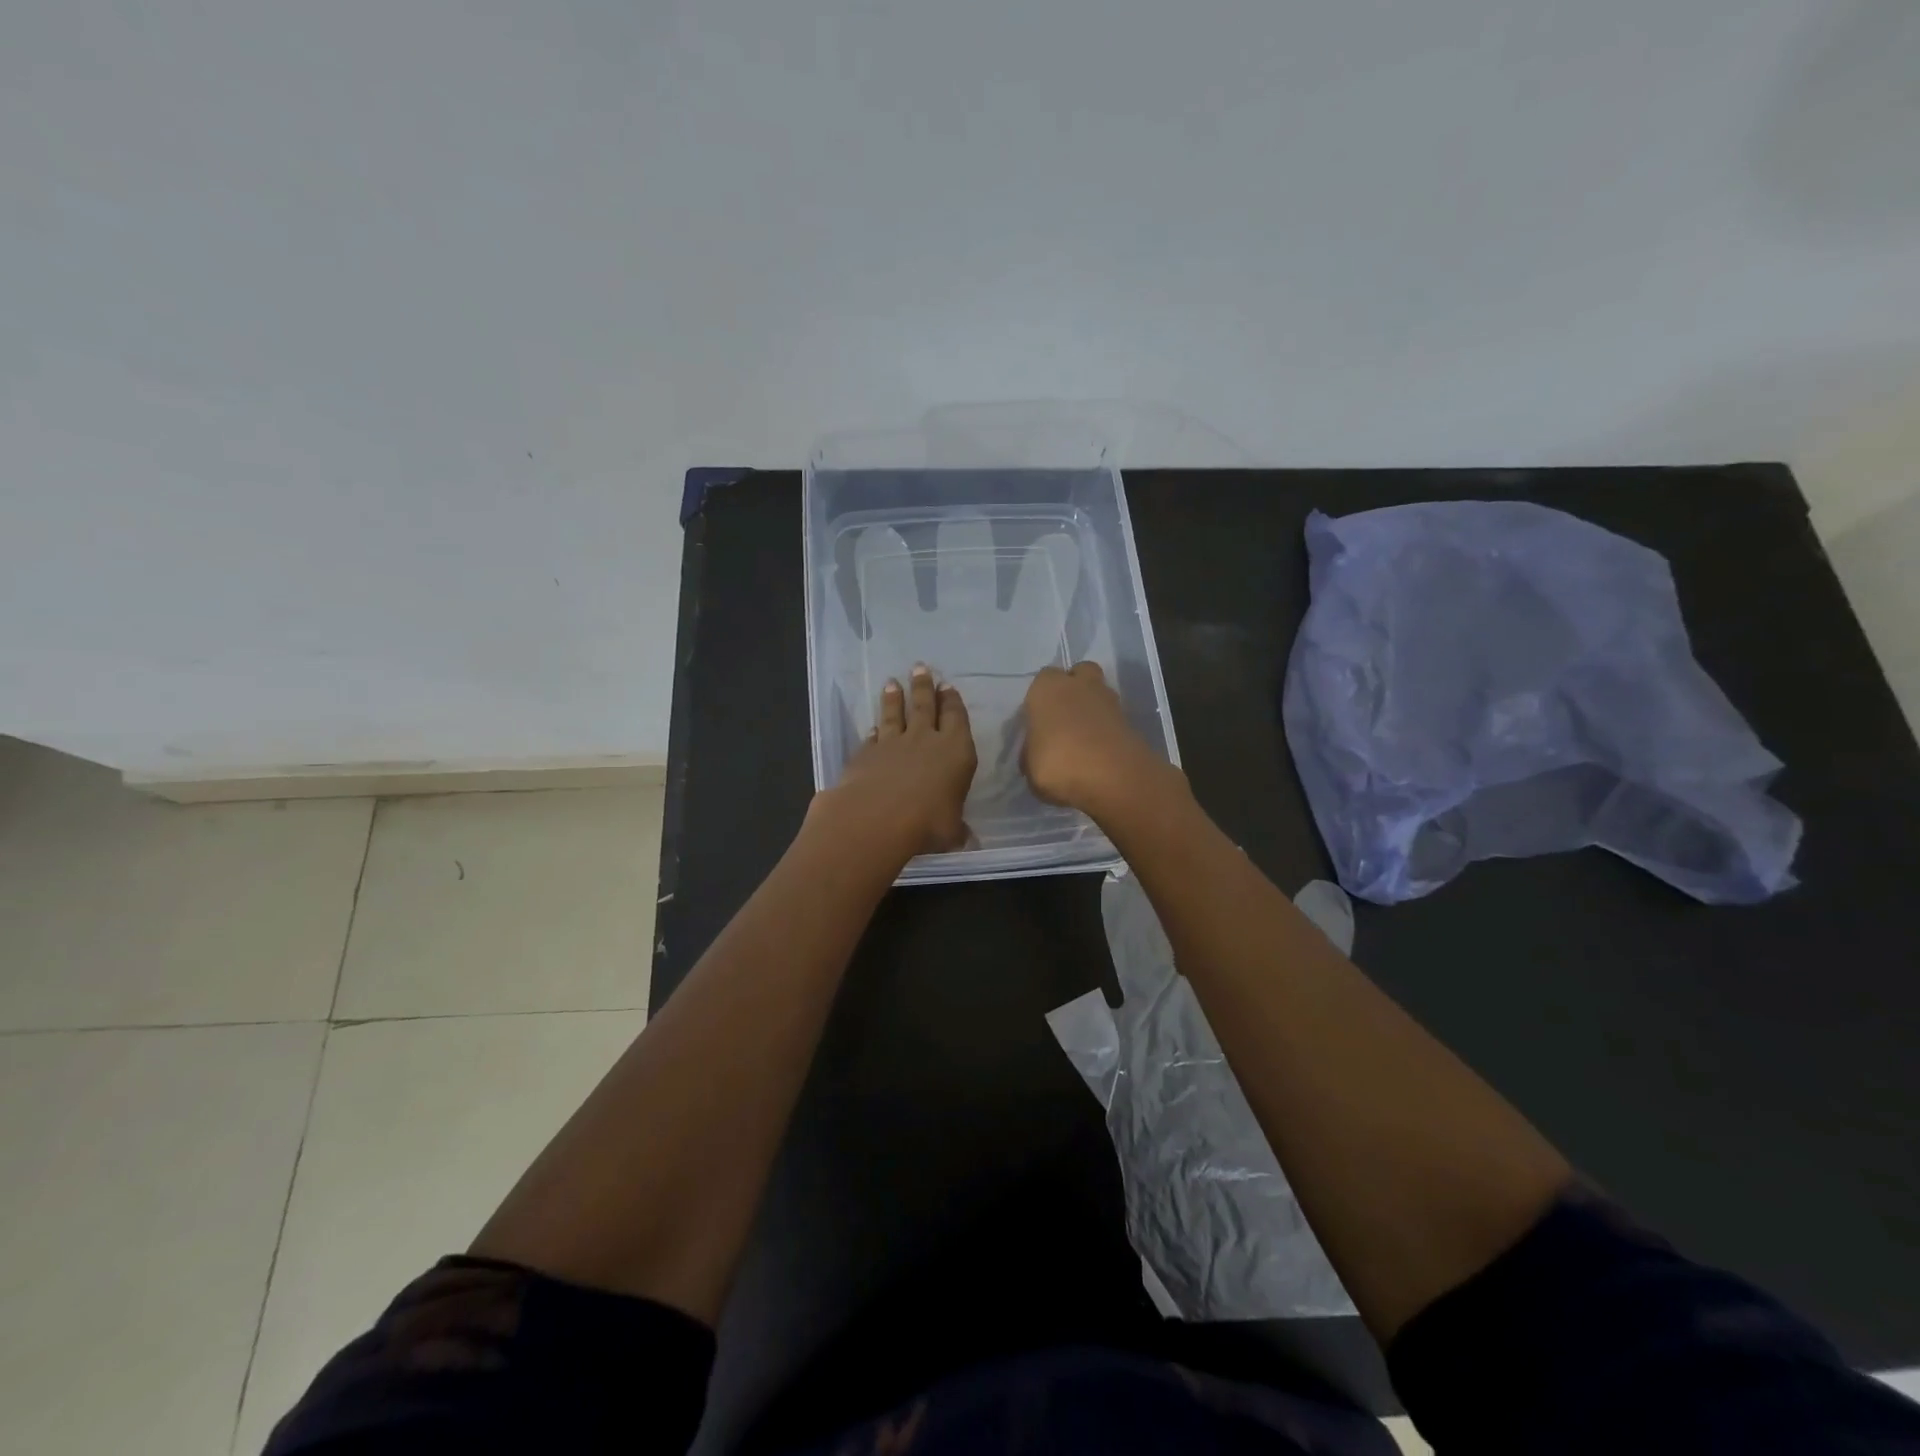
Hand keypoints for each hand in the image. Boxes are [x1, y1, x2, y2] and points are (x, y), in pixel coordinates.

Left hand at [823, 664, 977, 855]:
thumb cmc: (927, 823)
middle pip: (926, 706)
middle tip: (920, 667)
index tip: (948, 686)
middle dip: (924, 686)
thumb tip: (969, 840)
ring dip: (895, 698)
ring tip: (892, 682)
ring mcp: (893, 743)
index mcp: (956, 752)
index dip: (953, 701)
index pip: (957, 718)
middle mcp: (926, 740)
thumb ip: (958, 831)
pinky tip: (872, 726)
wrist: (875, 818)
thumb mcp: (952, 832)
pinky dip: (874, 730)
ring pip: (895, 714)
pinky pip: (872, 737)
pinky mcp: (866, 753)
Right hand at [1021, 662, 1166, 817]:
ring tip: (1083, 740)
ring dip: (1092, 709)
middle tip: (1064, 719)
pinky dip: (1107, 729)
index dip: (1041, 698)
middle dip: (1073, 689)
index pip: (1043, 680)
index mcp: (1047, 688)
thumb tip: (1037, 751)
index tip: (1039, 720)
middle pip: (1078, 674)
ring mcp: (1109, 700)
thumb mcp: (1029, 766)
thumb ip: (1032, 752)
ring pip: (1099, 694)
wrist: (1113, 778)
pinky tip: (1099, 752)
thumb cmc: (1058, 764)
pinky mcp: (1131, 721)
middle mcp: (1079, 685)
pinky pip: (1113, 718)